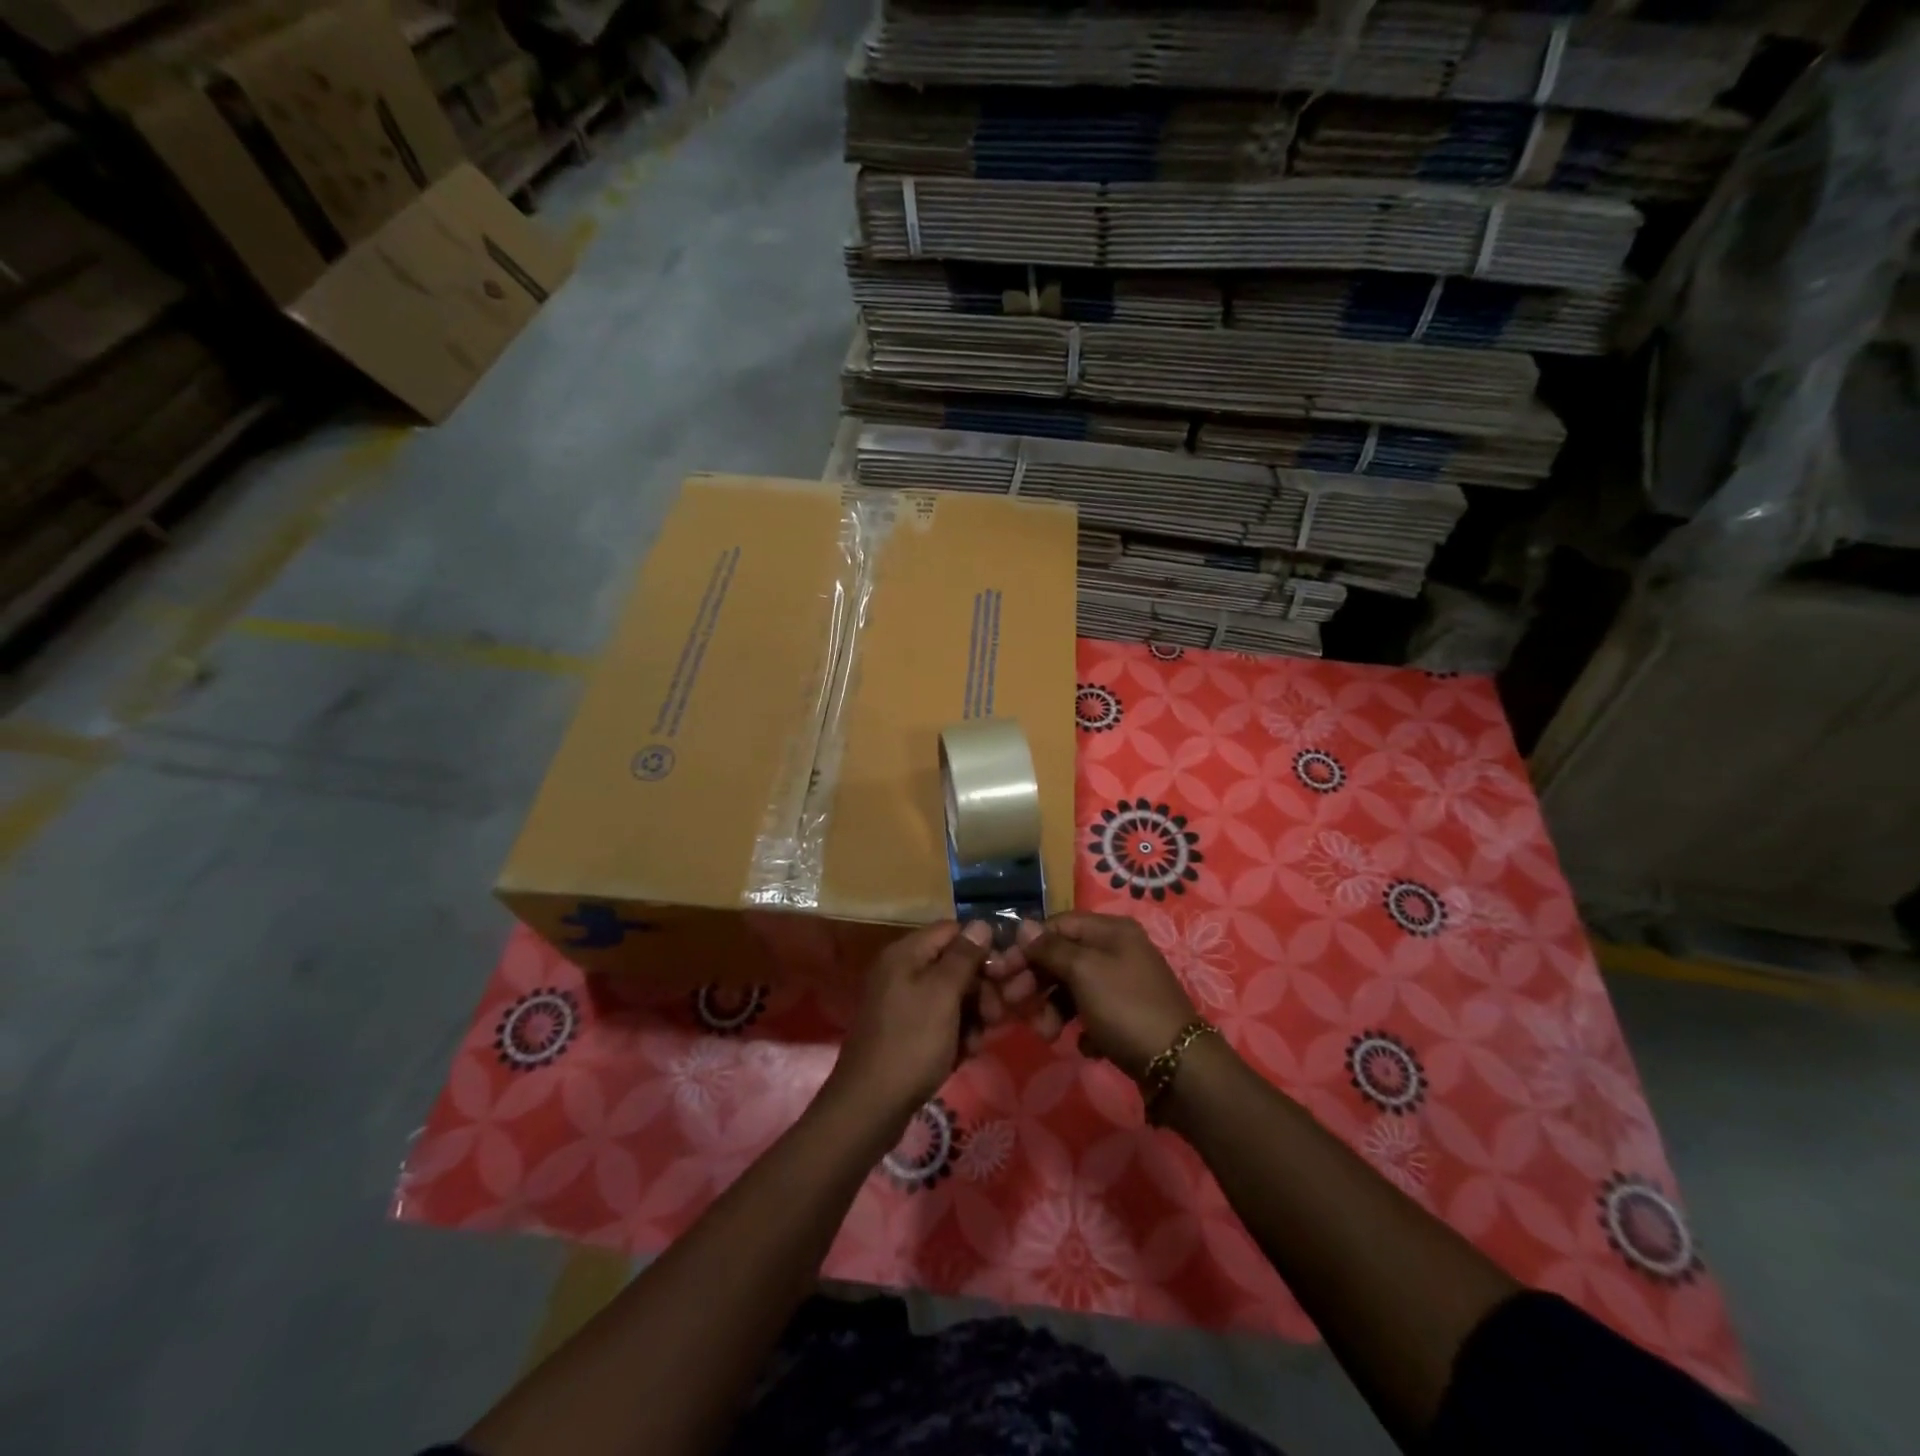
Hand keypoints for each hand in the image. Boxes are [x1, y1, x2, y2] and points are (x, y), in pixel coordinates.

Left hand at [828, 921, 993, 1124]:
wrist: (870, 1106)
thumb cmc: (911, 1043)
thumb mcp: (943, 994)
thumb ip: (964, 957)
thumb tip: (981, 924)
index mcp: (905, 954)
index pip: (952, 931)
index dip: (981, 947)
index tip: (1004, 973)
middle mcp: (901, 971)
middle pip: (953, 964)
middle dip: (980, 988)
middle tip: (995, 1015)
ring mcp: (902, 1003)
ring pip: (951, 996)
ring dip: (972, 1015)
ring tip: (977, 1041)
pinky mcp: (906, 1031)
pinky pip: (940, 1020)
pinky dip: (956, 1034)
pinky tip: (964, 1054)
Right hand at [984, 912, 1197, 1079]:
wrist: (1179, 1066)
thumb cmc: (1126, 1008)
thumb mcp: (1084, 972)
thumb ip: (1051, 948)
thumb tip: (1024, 926)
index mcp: (1111, 930)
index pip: (1056, 925)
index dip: (1026, 946)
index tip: (1001, 973)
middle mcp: (1119, 950)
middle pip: (1063, 956)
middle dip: (1036, 981)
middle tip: (1013, 1006)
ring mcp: (1124, 983)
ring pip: (1073, 987)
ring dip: (1053, 1009)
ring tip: (1047, 1035)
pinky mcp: (1127, 1015)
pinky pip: (1091, 1013)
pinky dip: (1080, 1026)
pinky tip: (1083, 1044)